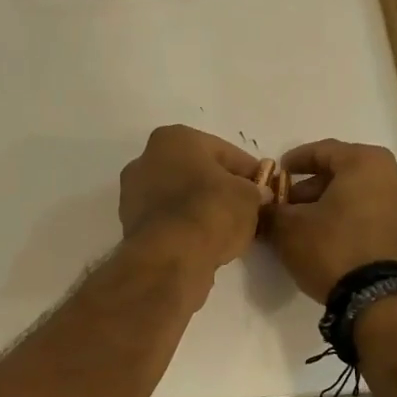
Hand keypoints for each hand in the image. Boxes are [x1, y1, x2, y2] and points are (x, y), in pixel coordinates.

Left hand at [119, 125, 270, 270]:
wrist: (168, 258)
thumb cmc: (210, 212)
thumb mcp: (248, 197)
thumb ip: (255, 191)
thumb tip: (257, 195)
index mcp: (174, 139)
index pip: (224, 151)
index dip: (249, 171)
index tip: (265, 189)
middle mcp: (146, 159)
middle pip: (196, 172)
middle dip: (221, 188)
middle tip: (247, 209)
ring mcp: (134, 193)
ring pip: (180, 197)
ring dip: (202, 209)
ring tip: (228, 230)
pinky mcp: (131, 225)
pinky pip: (168, 221)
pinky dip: (185, 228)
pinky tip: (205, 242)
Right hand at [265, 139, 396, 300]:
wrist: (382, 302)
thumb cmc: (333, 249)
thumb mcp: (288, 228)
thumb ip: (272, 211)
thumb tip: (263, 206)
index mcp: (367, 163)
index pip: (324, 151)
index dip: (296, 161)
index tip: (278, 173)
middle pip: (347, 174)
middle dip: (315, 188)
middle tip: (290, 206)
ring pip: (365, 197)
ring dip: (337, 207)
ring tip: (312, 227)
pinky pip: (380, 220)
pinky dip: (357, 224)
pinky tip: (337, 242)